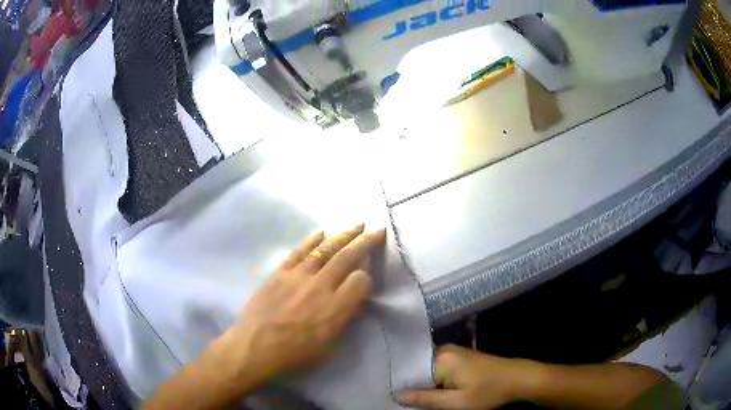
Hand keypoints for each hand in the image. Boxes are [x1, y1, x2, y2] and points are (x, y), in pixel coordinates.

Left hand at [218, 224, 386, 385]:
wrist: (255, 348)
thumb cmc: (293, 355)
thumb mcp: (328, 348)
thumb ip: (343, 321)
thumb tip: (353, 303)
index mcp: (335, 309)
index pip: (361, 281)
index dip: (368, 278)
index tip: (366, 280)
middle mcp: (320, 287)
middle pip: (347, 257)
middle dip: (365, 241)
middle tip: (377, 229)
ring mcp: (298, 277)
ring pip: (325, 249)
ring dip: (343, 235)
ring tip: (356, 224)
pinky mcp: (279, 273)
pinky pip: (298, 251)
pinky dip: (311, 240)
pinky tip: (321, 232)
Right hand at [398, 345, 535, 409]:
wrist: (517, 378)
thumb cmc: (488, 391)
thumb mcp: (455, 401)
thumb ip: (425, 398)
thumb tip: (395, 395)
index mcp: (440, 357)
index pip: (408, 370)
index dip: (399, 385)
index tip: (390, 398)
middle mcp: (444, 350)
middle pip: (417, 369)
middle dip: (411, 386)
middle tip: (401, 402)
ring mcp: (453, 353)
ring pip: (427, 371)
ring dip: (423, 385)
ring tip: (413, 400)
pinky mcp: (460, 358)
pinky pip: (438, 370)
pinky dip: (434, 382)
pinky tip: (432, 393)